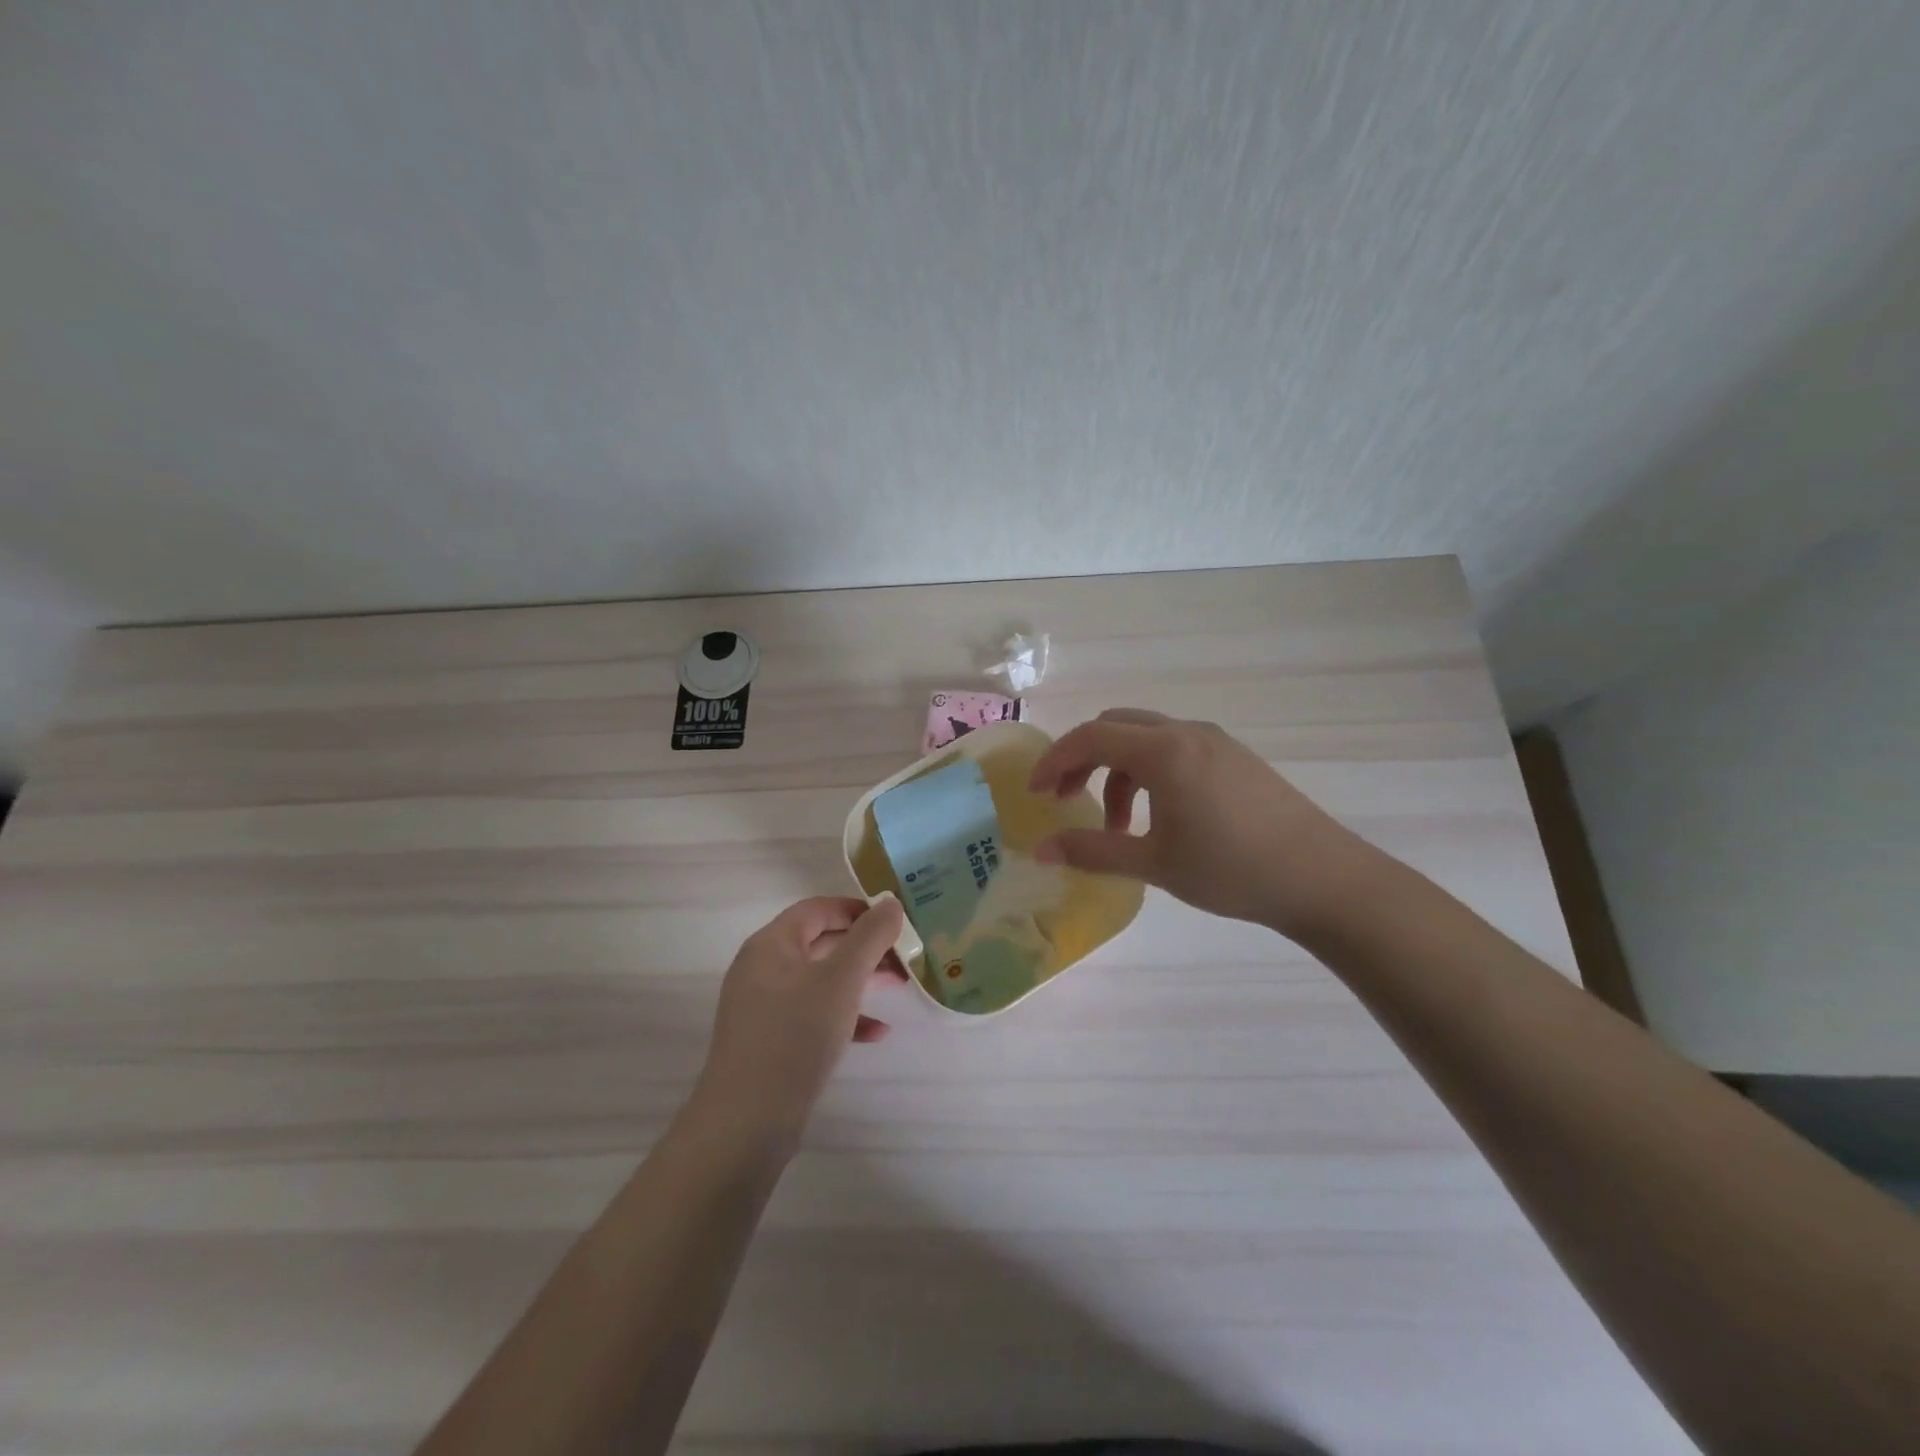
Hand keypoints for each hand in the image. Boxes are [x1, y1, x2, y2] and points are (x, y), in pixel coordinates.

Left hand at [691, 897, 907, 1145]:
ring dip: (860, 979)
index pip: (817, 909)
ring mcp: (764, 1007)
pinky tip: (877, 1033)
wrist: (746, 1122)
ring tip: (900, 985)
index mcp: (771, 944)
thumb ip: (869, 937)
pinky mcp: (771, 1040)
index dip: (857, 909)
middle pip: (821, 942)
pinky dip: (844, 1016)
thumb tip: (890, 903)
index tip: (894, 920)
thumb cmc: (796, 1035)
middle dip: (865, 946)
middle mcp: (763, 968)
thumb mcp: (842, 980)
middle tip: (904, 954)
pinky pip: (813, 1014)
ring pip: (821, 979)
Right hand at [1028, 708, 1368, 935]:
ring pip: (1145, 737)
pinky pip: (1174, 748)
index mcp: (1162, 751)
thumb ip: (1091, 851)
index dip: (1054, 761)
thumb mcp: (1153, 863)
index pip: (1090, 737)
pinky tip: (1158, 816)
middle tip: (1066, 800)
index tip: (1034, 794)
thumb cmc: (1231, 870)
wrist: (1322, 878)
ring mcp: (1214, 741)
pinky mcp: (1234, 756)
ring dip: (1117, 771)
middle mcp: (1186, 732)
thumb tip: (1040, 850)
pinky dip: (1148, 772)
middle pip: (1114, 727)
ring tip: (1118, 825)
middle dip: (1082, 759)